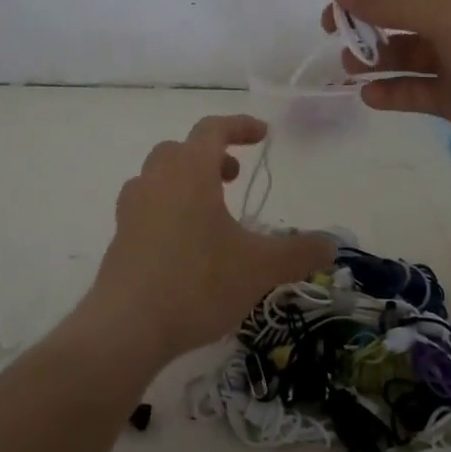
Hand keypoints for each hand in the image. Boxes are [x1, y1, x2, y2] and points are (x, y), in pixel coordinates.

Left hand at [85, 115, 334, 365]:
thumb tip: (331, 245)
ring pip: (158, 177)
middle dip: (210, 156)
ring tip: (211, 212)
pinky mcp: (120, 237)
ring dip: (186, 182)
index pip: (212, 129)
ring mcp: (132, 208)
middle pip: (180, 150)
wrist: (127, 325)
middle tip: (233, 177)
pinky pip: (146, 207)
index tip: (262, 134)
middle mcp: (155, 179)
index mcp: (189, 171)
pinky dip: (168, 209)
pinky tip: (185, 244)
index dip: (239, 126)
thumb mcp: (258, 268)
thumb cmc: (198, 282)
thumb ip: (298, 252)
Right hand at [324, 0, 450, 187]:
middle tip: (332, 28)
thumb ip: (388, 0)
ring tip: (351, 68)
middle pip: (405, 1)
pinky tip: (372, 96)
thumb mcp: (450, 15)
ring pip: (407, 47)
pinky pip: (416, 86)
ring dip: (376, 55)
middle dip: (368, 13)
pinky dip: (393, 90)